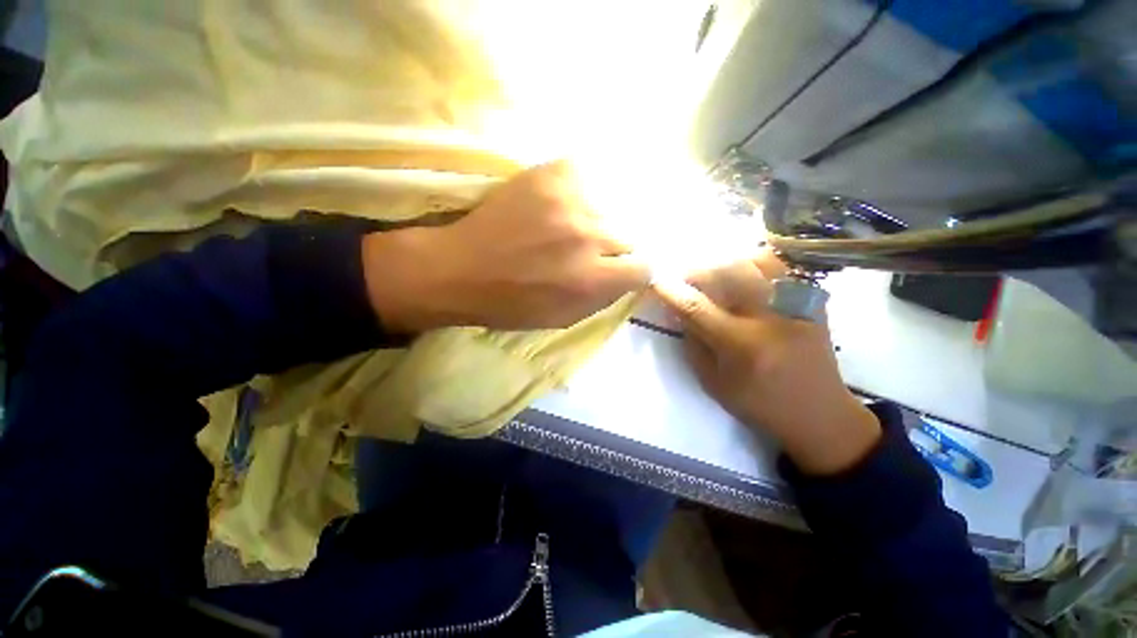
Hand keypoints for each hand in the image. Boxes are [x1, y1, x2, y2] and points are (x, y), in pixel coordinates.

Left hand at [362, 161, 649, 331]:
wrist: (461, 269)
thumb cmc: (512, 304)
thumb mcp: (564, 318)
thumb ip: (603, 298)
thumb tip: (627, 277)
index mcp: (592, 279)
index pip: (644, 267)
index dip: (633, 271)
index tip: (620, 270)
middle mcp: (589, 237)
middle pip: (629, 236)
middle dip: (613, 248)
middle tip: (589, 251)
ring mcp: (571, 200)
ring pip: (610, 209)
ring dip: (596, 221)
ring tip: (571, 227)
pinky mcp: (551, 174)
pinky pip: (587, 176)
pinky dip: (581, 191)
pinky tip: (563, 203)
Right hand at [654, 251, 880, 474]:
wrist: (820, 414)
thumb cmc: (759, 404)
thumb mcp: (713, 383)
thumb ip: (693, 344)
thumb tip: (679, 312)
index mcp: (741, 345)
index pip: (696, 307)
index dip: (671, 291)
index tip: (655, 281)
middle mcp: (769, 318)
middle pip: (726, 273)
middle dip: (697, 270)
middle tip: (684, 277)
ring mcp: (795, 305)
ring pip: (754, 262)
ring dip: (725, 263)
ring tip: (713, 274)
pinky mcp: (812, 301)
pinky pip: (780, 267)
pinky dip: (756, 262)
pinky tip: (744, 272)